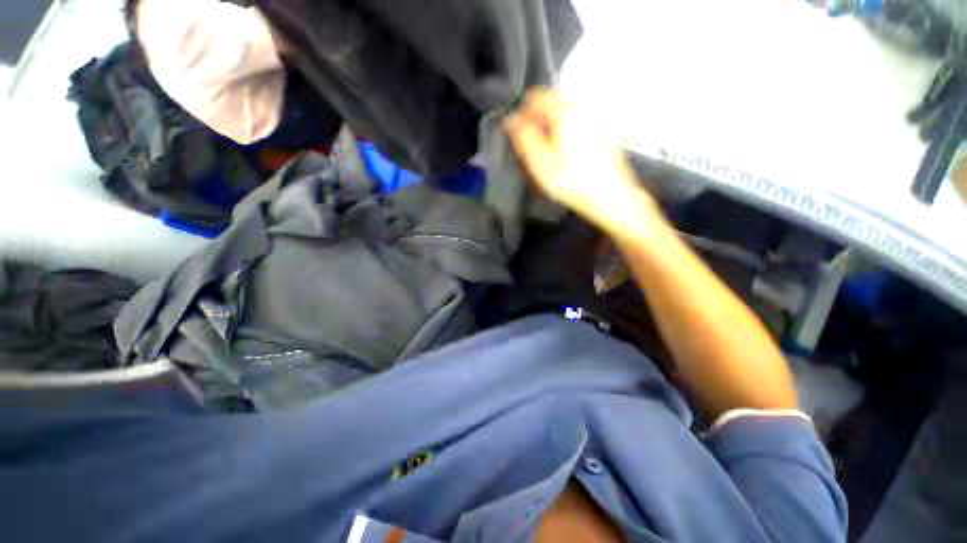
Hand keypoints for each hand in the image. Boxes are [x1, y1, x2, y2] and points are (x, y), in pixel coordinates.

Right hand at [504, 89, 660, 233]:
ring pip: (565, 115)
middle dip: (539, 122)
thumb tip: (512, 119)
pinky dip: (568, 135)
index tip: (518, 130)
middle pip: (551, 104)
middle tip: (535, 148)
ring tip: (552, 156)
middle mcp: (584, 107)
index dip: (521, 112)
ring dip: (553, 129)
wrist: (609, 196)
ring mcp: (597, 117)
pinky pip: (579, 125)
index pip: (535, 96)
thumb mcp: (540, 162)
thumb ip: (523, 136)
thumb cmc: (576, 182)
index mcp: (566, 112)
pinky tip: (569, 157)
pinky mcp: (603, 130)